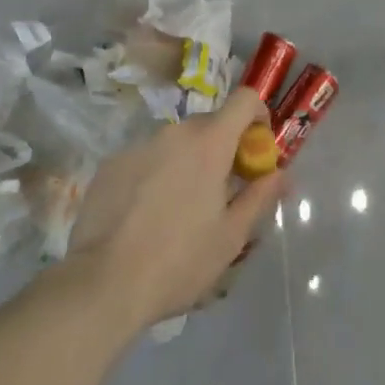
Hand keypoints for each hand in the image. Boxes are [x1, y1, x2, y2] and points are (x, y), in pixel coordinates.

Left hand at [65, 88, 285, 331]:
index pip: (245, 99)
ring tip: (179, 209)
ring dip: (186, 162)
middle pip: (210, 123)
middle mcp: (175, 132)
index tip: (257, 147)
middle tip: (221, 189)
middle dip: (222, 147)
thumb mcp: (231, 237)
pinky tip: (144, 216)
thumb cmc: (178, 261)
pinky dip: (154, 175)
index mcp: (210, 142)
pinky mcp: (111, 164)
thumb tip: (281, 174)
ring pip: (175, 143)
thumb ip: (260, 197)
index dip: (258, 115)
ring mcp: (139, 145)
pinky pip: (145, 159)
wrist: (102, 285)